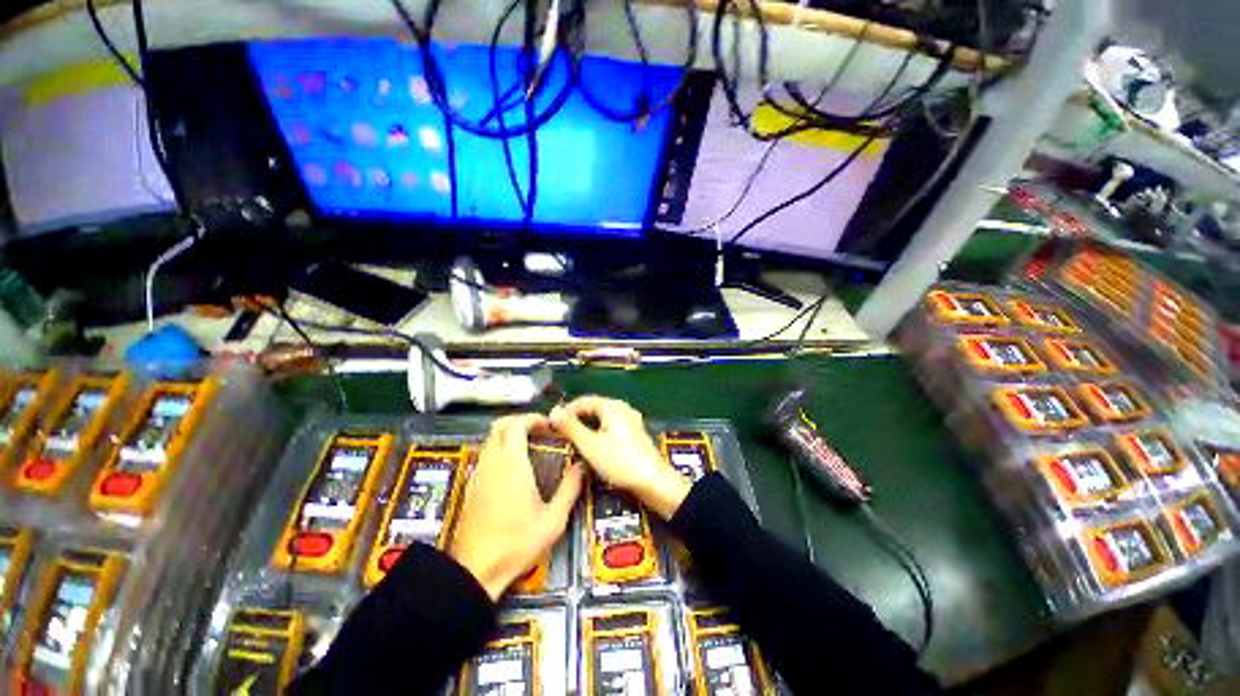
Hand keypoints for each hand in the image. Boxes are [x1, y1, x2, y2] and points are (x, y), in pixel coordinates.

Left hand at [449, 414, 583, 599]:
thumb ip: (570, 488)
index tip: (549, 425)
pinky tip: (514, 468)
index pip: (515, 425)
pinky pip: (485, 455)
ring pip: (490, 440)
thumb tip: (582, 466)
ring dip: (509, 435)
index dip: (532, 419)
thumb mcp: (553, 519)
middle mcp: (492, 463)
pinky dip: (500, 449)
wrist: (475, 571)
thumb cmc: (517, 543)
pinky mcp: (471, 486)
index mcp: (511, 464)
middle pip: (499, 426)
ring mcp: (479, 474)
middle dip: (520, 421)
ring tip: (530, 446)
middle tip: (539, 431)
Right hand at [550, 396, 691, 519]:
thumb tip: (553, 411)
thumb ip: (571, 427)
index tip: (551, 423)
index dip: (567, 410)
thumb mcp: (590, 445)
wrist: (654, 481)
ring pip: (604, 418)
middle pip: (595, 407)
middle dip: (577, 417)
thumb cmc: (620, 461)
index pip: (584, 400)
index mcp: (612, 406)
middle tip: (561, 431)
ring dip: (588, 425)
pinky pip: (612, 426)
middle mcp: (623, 408)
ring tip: (574, 438)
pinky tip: (595, 445)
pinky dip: (599, 432)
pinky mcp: (636, 434)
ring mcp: (632, 421)